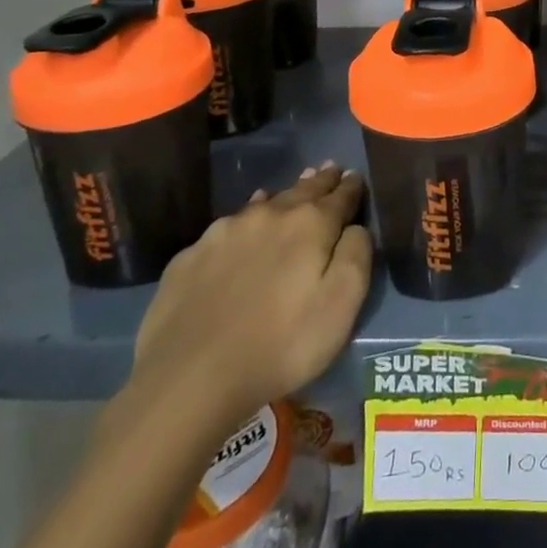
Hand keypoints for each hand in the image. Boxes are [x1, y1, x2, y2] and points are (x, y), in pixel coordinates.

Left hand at [122, 165, 371, 455]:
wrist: (190, 378)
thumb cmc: (281, 345)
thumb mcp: (341, 306)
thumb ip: (356, 256)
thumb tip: (356, 227)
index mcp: (311, 224)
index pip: (341, 195)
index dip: (351, 187)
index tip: (355, 176)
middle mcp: (270, 214)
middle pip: (303, 190)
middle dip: (320, 181)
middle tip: (330, 169)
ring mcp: (226, 231)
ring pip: (264, 203)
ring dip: (283, 197)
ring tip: (294, 189)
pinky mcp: (192, 255)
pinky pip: (228, 227)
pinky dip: (245, 222)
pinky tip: (244, 227)